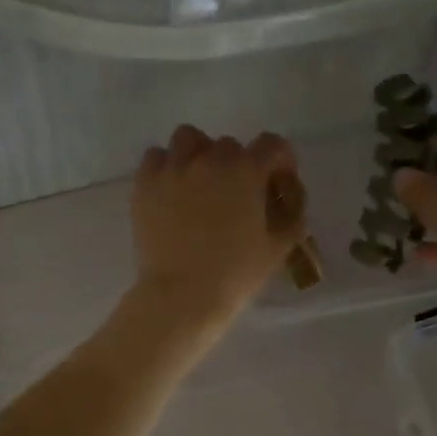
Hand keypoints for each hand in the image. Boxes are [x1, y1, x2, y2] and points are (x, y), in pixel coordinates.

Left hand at [130, 125, 302, 333]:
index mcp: (246, 172)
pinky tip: (171, 189)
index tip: (278, 181)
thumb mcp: (277, 250)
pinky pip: (155, 157)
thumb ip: (291, 221)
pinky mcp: (144, 184)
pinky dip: (166, 167)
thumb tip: (291, 207)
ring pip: (188, 139)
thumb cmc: (235, 275)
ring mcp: (173, 169)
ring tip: (199, 182)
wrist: (182, 296)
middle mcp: (210, 160)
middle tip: (236, 193)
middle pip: (229, 145)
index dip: (280, 160)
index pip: (272, 144)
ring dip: (199, 154)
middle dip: (238, 164)